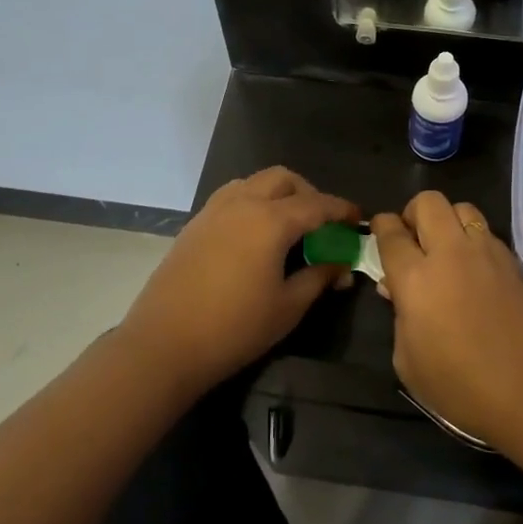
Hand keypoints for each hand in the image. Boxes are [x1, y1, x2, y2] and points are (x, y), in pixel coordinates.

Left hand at [121, 167, 356, 397]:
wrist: (164, 344)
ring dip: (278, 194)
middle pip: (283, 179)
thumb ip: (318, 277)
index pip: (317, 204)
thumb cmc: (234, 328)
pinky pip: (231, 197)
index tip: (358, 219)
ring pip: (254, 182)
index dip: (342, 210)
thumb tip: (340, 264)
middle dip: (309, 193)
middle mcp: (242, 203)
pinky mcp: (195, 224)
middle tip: (321, 223)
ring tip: (288, 225)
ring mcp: (214, 211)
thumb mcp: (288, 306)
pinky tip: (255, 236)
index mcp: (271, 220)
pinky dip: (252, 203)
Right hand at [371, 193, 522, 468]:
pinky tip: (473, 268)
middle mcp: (451, 253)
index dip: (381, 226)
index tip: (380, 231)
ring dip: (447, 220)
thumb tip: (397, 289)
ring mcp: (487, 253)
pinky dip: (473, 239)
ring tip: (445, 248)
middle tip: (412, 239)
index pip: (391, 232)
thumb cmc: (461, 387)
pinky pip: (486, 232)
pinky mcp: (514, 262)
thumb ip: (398, 317)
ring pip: (462, 208)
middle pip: (428, 202)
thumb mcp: (409, 362)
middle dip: (413, 213)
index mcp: (416, 278)